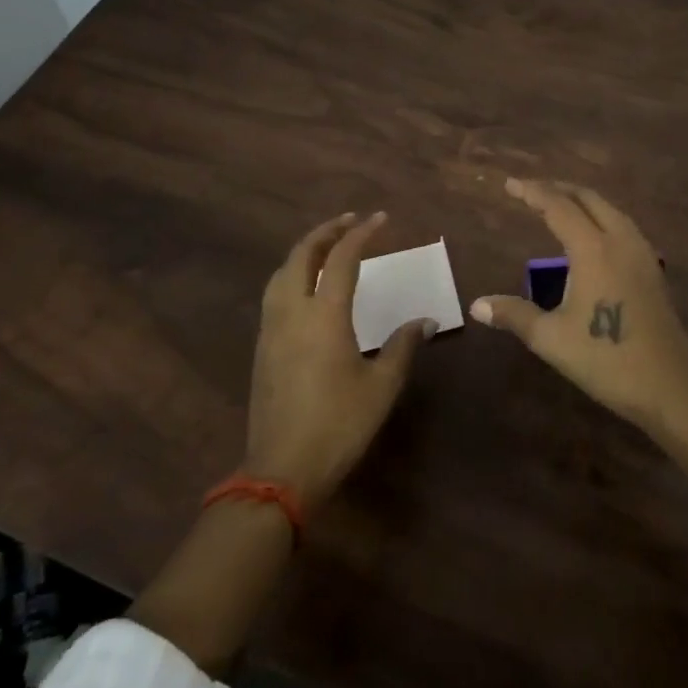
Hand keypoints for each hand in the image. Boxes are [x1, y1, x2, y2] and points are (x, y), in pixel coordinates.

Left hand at [246, 211, 432, 508]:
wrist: (282, 469)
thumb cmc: (339, 425)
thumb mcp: (381, 386)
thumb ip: (403, 346)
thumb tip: (425, 321)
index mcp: (324, 316)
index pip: (341, 259)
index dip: (360, 234)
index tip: (380, 219)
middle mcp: (292, 312)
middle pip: (301, 255)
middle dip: (325, 232)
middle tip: (349, 222)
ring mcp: (271, 329)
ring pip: (280, 273)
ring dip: (303, 251)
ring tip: (326, 246)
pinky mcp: (263, 347)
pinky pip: (274, 294)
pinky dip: (291, 274)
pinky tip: (306, 287)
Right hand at [470, 179, 687, 432]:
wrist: (667, 386)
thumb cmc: (604, 359)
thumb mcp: (550, 339)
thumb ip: (514, 314)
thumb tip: (476, 305)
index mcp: (594, 250)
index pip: (559, 207)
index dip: (532, 192)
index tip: (510, 184)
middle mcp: (621, 241)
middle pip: (588, 199)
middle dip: (558, 189)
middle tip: (531, 190)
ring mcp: (643, 254)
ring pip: (611, 210)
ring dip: (583, 201)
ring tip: (560, 204)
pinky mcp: (654, 270)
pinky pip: (624, 227)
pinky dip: (602, 217)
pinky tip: (594, 236)